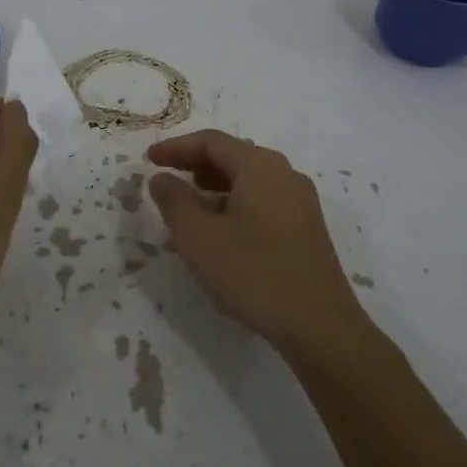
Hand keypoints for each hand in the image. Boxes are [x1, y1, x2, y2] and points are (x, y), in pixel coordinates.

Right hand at [147, 129, 363, 350]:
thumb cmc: (253, 273)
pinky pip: (263, 199)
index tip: (148, 159)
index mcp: (260, 166)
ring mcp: (300, 201)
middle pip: (233, 156)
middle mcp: (285, 174)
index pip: (212, 142)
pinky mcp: (306, 227)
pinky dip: (234, 202)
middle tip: (165, 177)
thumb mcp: (198, 237)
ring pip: (249, 179)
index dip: (176, 147)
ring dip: (214, 185)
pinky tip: (220, 229)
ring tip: (187, 204)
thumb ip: (174, 201)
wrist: (318, 325)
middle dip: (195, 163)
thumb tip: (162, 178)